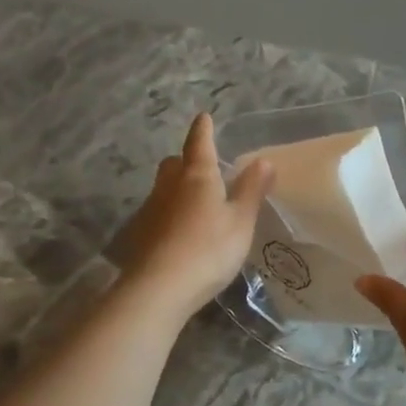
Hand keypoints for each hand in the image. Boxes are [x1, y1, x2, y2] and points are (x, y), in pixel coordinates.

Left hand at [117, 114, 273, 319]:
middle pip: (174, 163)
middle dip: (186, 160)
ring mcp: (151, 210)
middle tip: (202, 167)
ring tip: (196, 202)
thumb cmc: (209, 249)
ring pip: (164, 188)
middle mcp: (170, 186)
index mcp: (198, 177)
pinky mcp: (141, 234)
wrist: (160, 288)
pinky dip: (170, 213)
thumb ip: (251, 190)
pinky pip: (158, 212)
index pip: (199, 144)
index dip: (203, 130)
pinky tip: (181, 231)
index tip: (204, 117)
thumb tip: (263, 160)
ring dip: (177, 188)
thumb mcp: (241, 221)